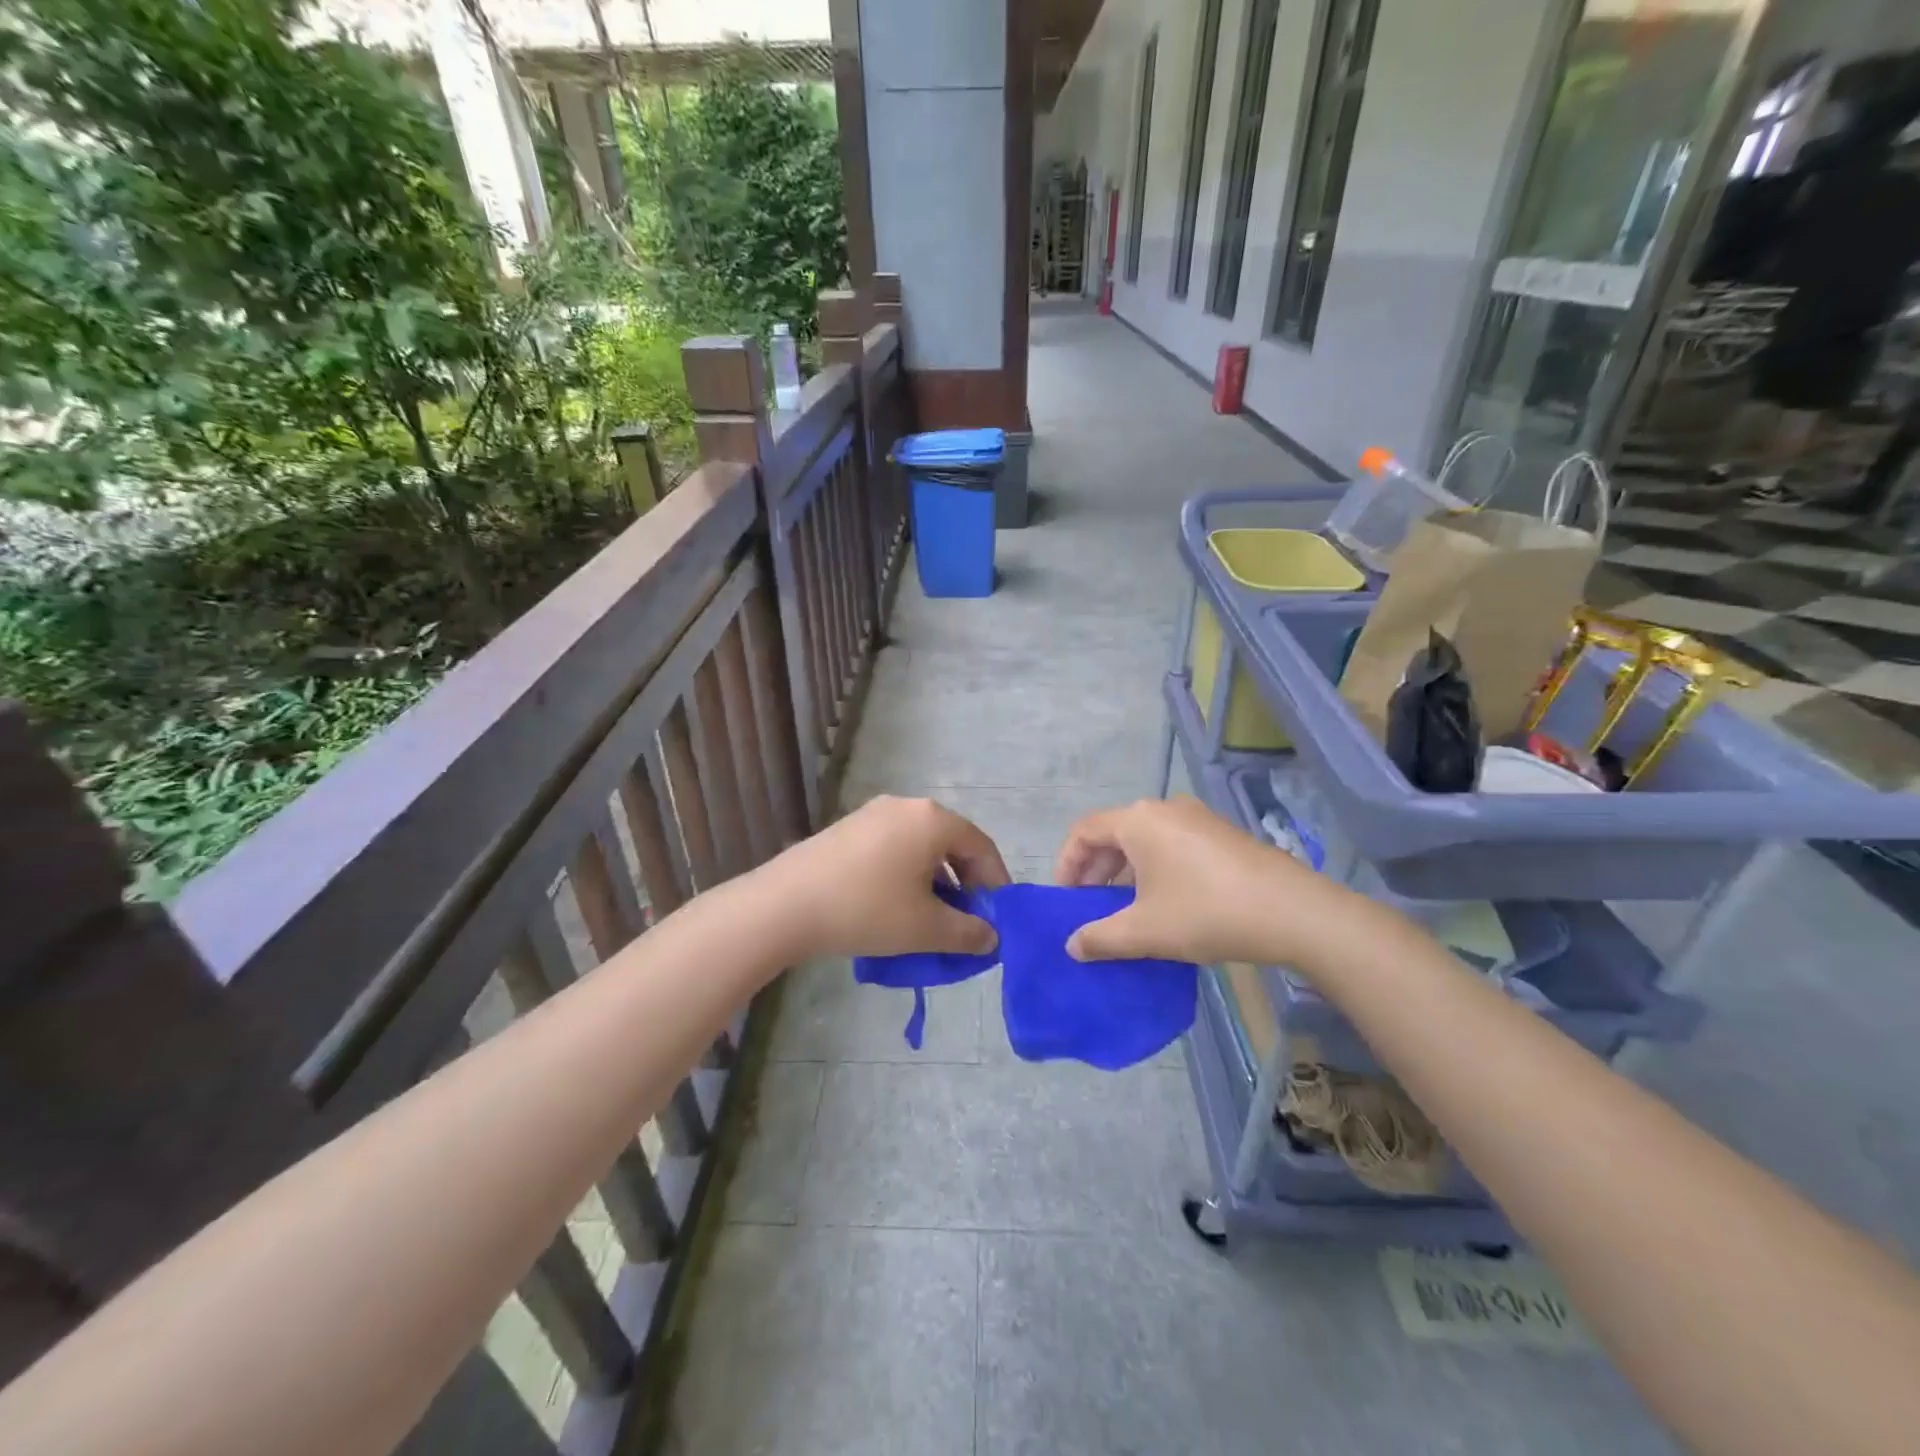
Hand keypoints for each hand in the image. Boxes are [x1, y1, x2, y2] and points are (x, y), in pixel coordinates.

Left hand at [758, 795, 1008, 959]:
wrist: (785, 905)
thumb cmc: (867, 910)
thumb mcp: (925, 928)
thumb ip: (968, 932)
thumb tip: (991, 937)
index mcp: (932, 820)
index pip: (981, 846)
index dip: (996, 882)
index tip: (998, 916)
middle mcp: (906, 806)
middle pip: (951, 841)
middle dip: (965, 881)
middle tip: (967, 918)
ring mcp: (873, 813)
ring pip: (921, 845)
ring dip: (936, 878)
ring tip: (932, 915)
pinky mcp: (848, 827)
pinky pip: (893, 846)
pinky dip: (907, 871)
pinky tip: (896, 903)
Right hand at [1053, 796, 1350, 966]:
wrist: (1293, 912)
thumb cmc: (1206, 912)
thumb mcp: (1145, 931)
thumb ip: (1100, 938)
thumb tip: (1073, 946)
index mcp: (1138, 821)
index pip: (1084, 831)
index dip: (1066, 864)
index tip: (1065, 899)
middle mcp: (1164, 808)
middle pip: (1114, 833)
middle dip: (1095, 870)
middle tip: (1091, 906)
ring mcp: (1197, 818)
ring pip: (1144, 840)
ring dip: (1126, 872)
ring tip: (1126, 909)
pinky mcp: (1221, 834)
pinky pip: (1172, 845)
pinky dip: (1155, 869)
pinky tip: (1166, 903)